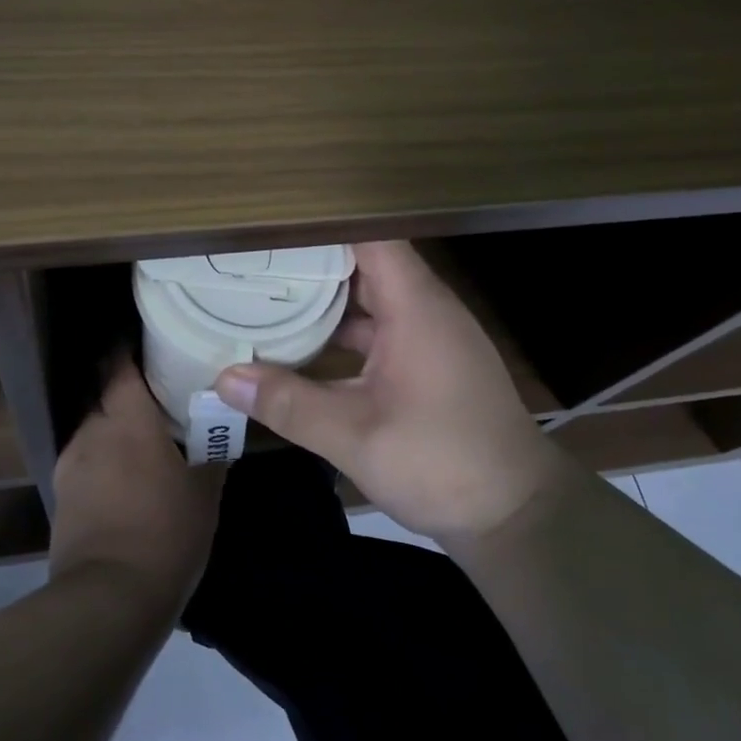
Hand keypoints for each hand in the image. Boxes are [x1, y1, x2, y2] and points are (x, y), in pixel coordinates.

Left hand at [50, 360, 224, 610]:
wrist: (109, 598)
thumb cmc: (166, 532)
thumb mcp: (205, 492)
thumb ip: (211, 453)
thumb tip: (219, 429)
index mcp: (128, 420)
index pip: (118, 366)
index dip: (127, 350)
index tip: (145, 343)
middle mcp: (92, 431)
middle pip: (103, 395)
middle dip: (124, 391)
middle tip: (154, 397)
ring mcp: (70, 464)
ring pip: (93, 430)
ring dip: (113, 429)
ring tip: (139, 442)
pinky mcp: (61, 496)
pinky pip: (84, 462)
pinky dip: (102, 461)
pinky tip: (122, 480)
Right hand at [213, 240, 557, 543]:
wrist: (517, 514)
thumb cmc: (442, 462)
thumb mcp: (355, 436)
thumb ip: (288, 403)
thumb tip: (223, 378)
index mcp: (414, 306)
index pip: (367, 237)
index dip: (320, 226)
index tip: (269, 228)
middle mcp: (423, 309)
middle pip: (362, 264)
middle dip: (309, 262)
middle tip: (249, 261)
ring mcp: (427, 337)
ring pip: (367, 300)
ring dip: (323, 300)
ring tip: (264, 296)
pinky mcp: (426, 363)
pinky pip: (377, 329)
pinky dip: (341, 332)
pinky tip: (302, 347)